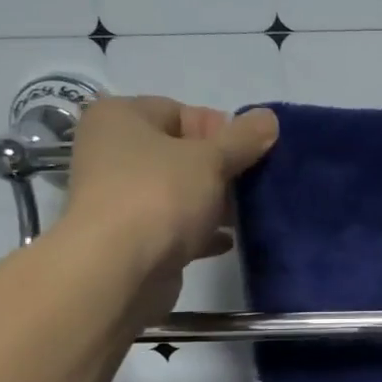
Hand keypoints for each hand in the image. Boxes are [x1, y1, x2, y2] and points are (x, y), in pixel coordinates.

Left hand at [60, 95, 278, 314]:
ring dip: (214, 202)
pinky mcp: (131, 237)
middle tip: (253, 184)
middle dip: (221, 169)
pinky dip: (201, 231)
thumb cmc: (160, 195)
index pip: (180, 111)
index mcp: (120, 118)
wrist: (119, 270)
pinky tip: (228, 240)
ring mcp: (120, 197)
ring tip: (247, 213)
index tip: (248, 153)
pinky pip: (174, 226)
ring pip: (179, 191)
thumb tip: (269, 117)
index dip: (219, 130)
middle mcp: (112, 152)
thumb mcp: (210, 159)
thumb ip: (243, 138)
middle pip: (181, 153)